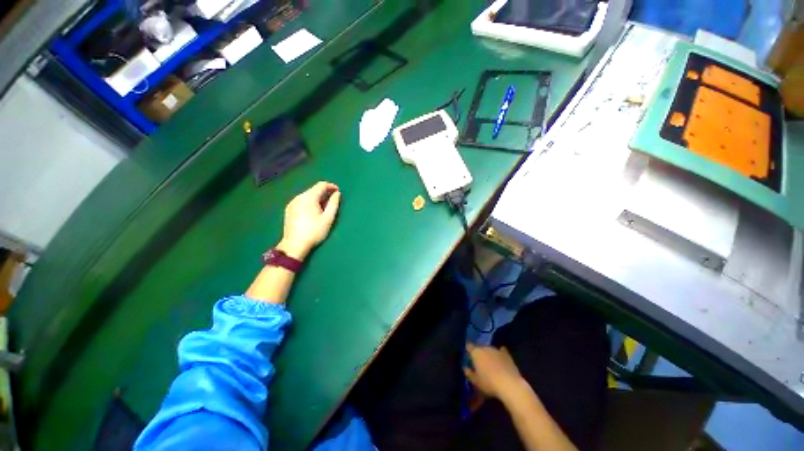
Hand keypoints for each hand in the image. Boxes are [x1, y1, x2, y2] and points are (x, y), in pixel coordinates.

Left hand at [279, 181, 340, 259]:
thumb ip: (334, 203)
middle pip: (314, 190)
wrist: (295, 245)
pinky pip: (301, 201)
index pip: (321, 185)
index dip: (331, 186)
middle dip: (324, 193)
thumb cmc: (314, 231)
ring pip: (307, 196)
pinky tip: (313, 213)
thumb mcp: (328, 218)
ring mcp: (292, 203)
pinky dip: (309, 203)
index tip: (338, 192)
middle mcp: (299, 197)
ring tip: (323, 209)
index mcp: (309, 197)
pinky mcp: (289, 209)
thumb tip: (337, 193)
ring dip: (317, 199)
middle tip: (332, 203)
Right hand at [464, 343, 525, 400]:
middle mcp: (485, 348)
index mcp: (476, 352)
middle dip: (479, 354)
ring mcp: (496, 350)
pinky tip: (501, 359)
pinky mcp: (507, 354)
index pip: (469, 346)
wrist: (509, 384)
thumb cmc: (489, 383)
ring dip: (489, 354)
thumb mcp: (475, 381)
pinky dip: (500, 354)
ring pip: (490, 349)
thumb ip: (469, 373)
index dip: (468, 351)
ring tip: (490, 364)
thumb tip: (465, 368)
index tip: (468, 357)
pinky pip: (501, 351)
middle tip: (480, 363)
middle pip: (480, 348)